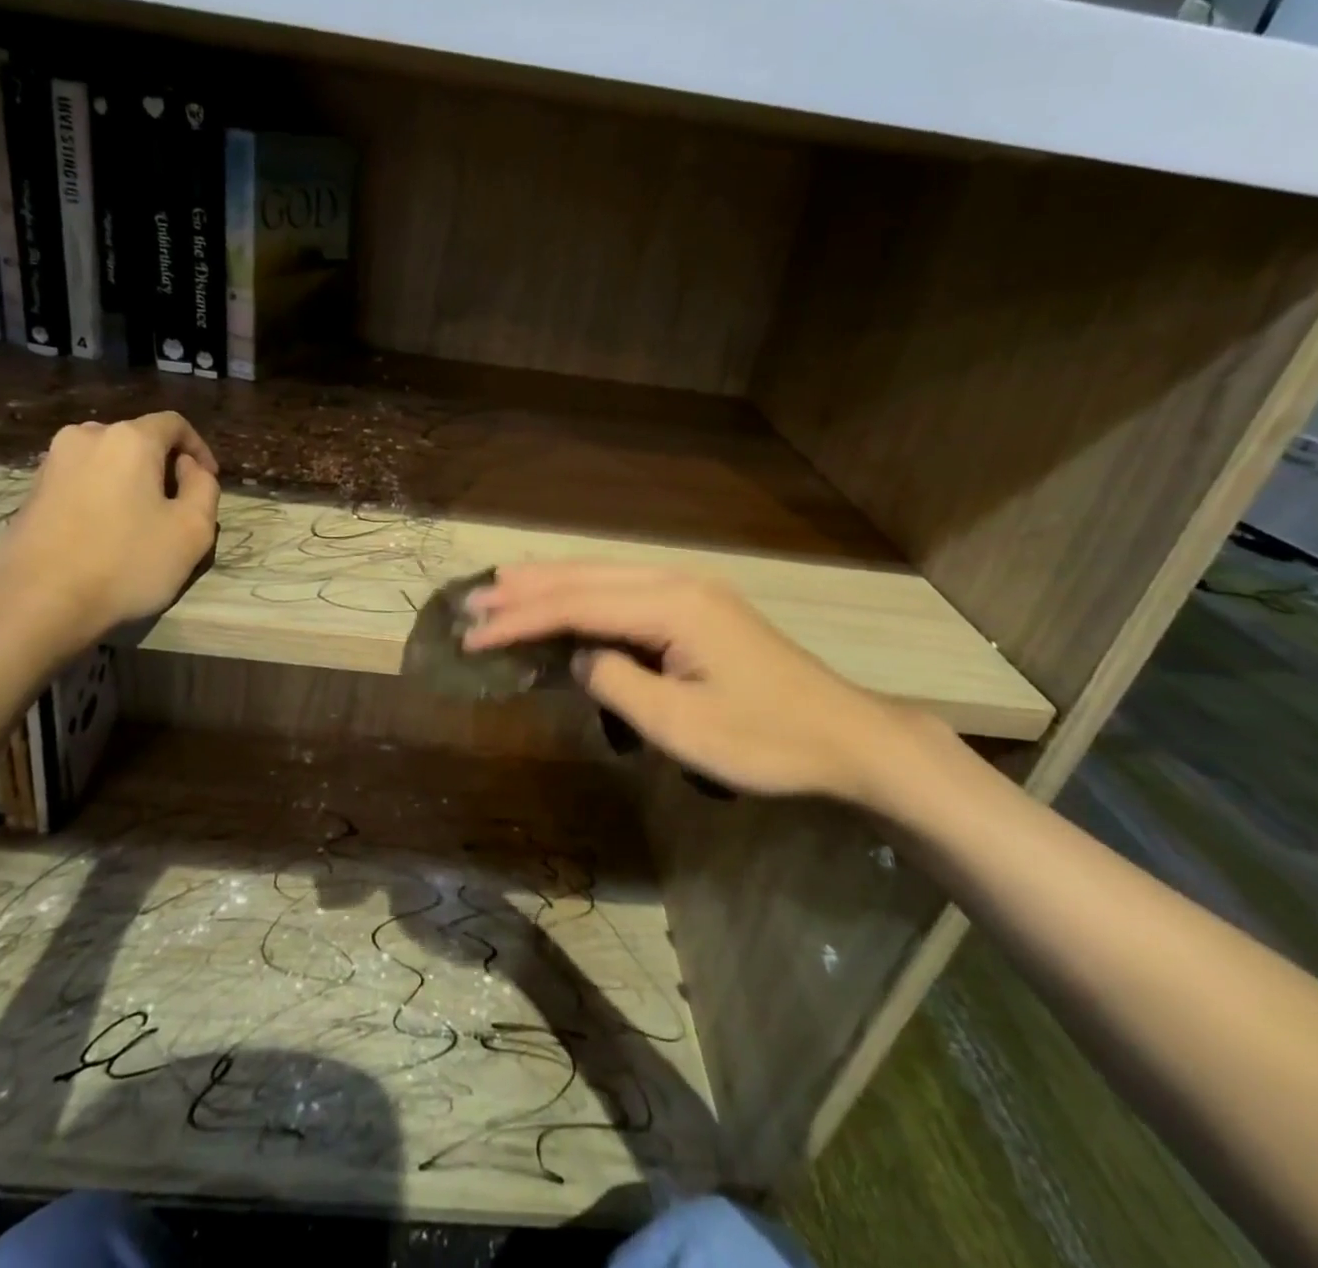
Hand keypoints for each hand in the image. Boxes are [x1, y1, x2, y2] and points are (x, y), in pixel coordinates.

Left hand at [0, 413, 219, 653]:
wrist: (38, 603)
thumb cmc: (126, 563)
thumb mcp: (193, 530)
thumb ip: (204, 488)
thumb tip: (189, 469)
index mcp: (129, 439)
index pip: (175, 424)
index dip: (199, 449)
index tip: (208, 482)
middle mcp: (86, 437)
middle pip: (139, 440)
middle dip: (164, 466)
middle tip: (178, 507)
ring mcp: (52, 462)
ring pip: (108, 460)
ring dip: (132, 481)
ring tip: (142, 521)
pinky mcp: (32, 490)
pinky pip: (82, 480)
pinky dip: (103, 495)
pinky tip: (107, 533)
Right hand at [462, 563, 939, 804]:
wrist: (846, 737)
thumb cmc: (765, 739)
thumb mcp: (681, 725)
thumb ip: (616, 684)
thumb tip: (578, 658)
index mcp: (673, 605)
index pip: (577, 606)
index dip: (521, 619)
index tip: (473, 634)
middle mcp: (677, 583)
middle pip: (586, 578)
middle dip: (525, 590)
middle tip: (472, 600)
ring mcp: (690, 591)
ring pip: (604, 577)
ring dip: (551, 584)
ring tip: (501, 586)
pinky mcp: (697, 608)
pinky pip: (625, 592)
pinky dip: (584, 596)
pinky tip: (564, 599)